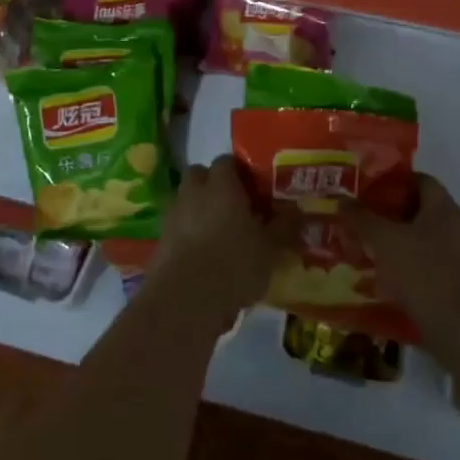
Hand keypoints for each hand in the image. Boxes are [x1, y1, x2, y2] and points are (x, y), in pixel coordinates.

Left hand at [149, 156, 286, 325]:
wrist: (186, 298)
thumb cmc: (235, 263)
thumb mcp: (270, 248)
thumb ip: (285, 227)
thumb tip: (299, 211)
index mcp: (222, 185)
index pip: (227, 161)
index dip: (240, 172)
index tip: (254, 189)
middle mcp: (194, 192)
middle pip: (200, 174)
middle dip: (213, 185)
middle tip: (234, 206)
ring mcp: (173, 215)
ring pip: (186, 200)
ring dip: (199, 209)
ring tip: (219, 233)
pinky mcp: (160, 240)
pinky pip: (177, 226)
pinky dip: (188, 233)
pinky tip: (203, 254)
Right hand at [347, 174, 459, 352]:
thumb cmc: (425, 273)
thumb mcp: (385, 240)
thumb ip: (362, 218)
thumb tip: (342, 198)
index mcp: (443, 208)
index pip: (419, 180)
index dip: (392, 181)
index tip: (364, 191)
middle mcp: (455, 228)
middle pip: (417, 212)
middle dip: (386, 217)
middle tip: (357, 223)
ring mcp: (458, 259)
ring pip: (418, 243)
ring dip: (392, 248)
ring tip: (362, 254)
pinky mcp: (455, 287)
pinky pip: (424, 270)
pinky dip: (402, 273)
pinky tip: (379, 285)